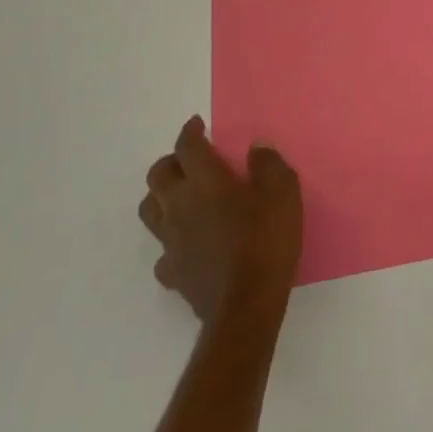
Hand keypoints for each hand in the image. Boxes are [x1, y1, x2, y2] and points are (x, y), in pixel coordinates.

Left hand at [140, 117, 302, 321]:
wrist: (246, 306)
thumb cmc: (266, 241)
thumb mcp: (283, 192)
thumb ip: (268, 164)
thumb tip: (256, 147)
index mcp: (205, 181)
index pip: (187, 146)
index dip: (191, 131)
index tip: (198, 125)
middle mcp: (179, 205)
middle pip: (157, 175)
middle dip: (171, 161)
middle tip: (190, 159)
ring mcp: (171, 241)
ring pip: (149, 210)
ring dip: (161, 196)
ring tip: (180, 195)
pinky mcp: (172, 273)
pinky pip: (162, 251)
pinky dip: (170, 241)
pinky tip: (186, 243)